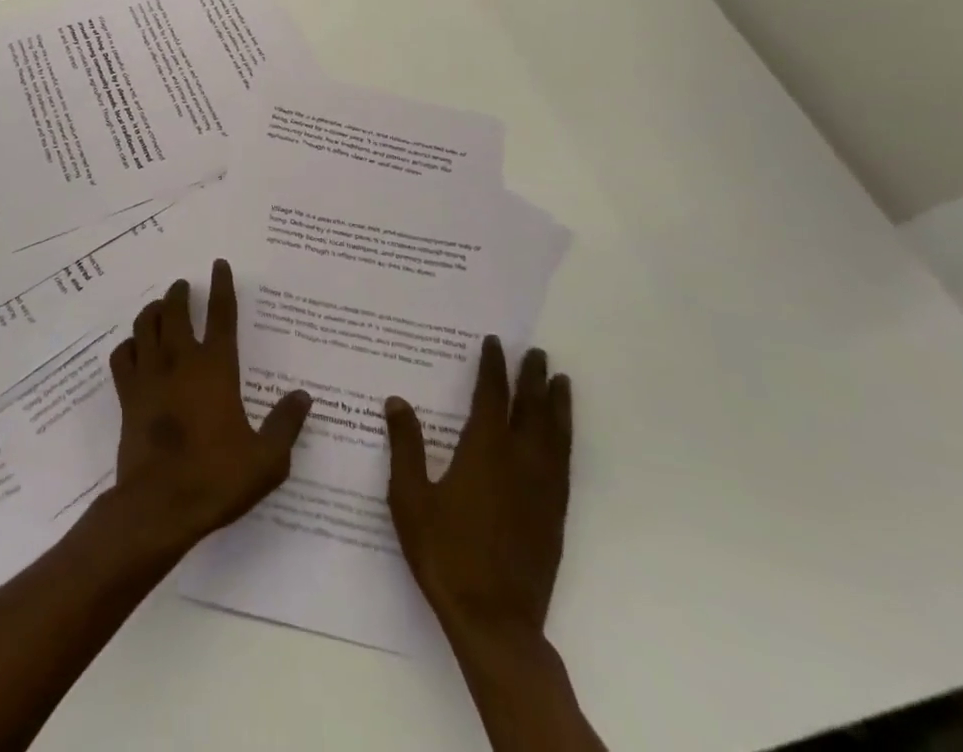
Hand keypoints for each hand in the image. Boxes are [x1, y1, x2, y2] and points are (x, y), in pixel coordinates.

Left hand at [107, 260, 311, 555]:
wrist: (159, 505)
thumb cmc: (217, 478)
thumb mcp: (267, 459)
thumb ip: (286, 424)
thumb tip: (303, 396)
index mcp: (216, 369)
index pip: (222, 315)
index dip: (222, 286)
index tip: (219, 265)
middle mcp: (180, 361)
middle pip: (176, 311)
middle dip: (180, 292)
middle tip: (183, 286)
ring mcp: (150, 375)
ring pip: (145, 326)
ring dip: (153, 310)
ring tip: (160, 307)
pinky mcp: (127, 395)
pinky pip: (123, 356)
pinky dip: (129, 345)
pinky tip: (135, 347)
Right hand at [385, 337, 572, 641]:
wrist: (494, 620)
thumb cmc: (444, 553)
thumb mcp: (410, 498)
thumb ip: (405, 446)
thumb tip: (397, 401)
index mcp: (484, 452)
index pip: (491, 397)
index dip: (492, 367)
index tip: (494, 343)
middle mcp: (519, 462)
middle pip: (531, 409)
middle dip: (532, 378)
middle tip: (536, 352)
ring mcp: (542, 490)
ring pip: (555, 435)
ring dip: (557, 404)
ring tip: (561, 381)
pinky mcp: (555, 516)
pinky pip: (564, 464)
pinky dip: (565, 439)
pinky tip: (561, 437)